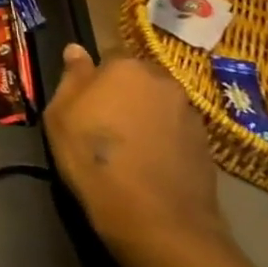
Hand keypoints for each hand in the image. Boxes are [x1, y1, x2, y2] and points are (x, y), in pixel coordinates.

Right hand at [43, 44, 231, 266]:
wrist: (155, 217)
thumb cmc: (93, 157)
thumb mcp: (60, 115)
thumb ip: (71, 77)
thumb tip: (76, 49)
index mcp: (126, 67)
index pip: (107, 58)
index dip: (95, 80)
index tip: (84, 102)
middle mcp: (163, 81)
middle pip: (138, 80)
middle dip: (124, 94)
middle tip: (104, 123)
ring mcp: (190, 113)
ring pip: (159, 105)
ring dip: (145, 116)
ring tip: (128, 147)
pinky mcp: (207, 144)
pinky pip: (176, 131)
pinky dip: (163, 139)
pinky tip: (149, 163)